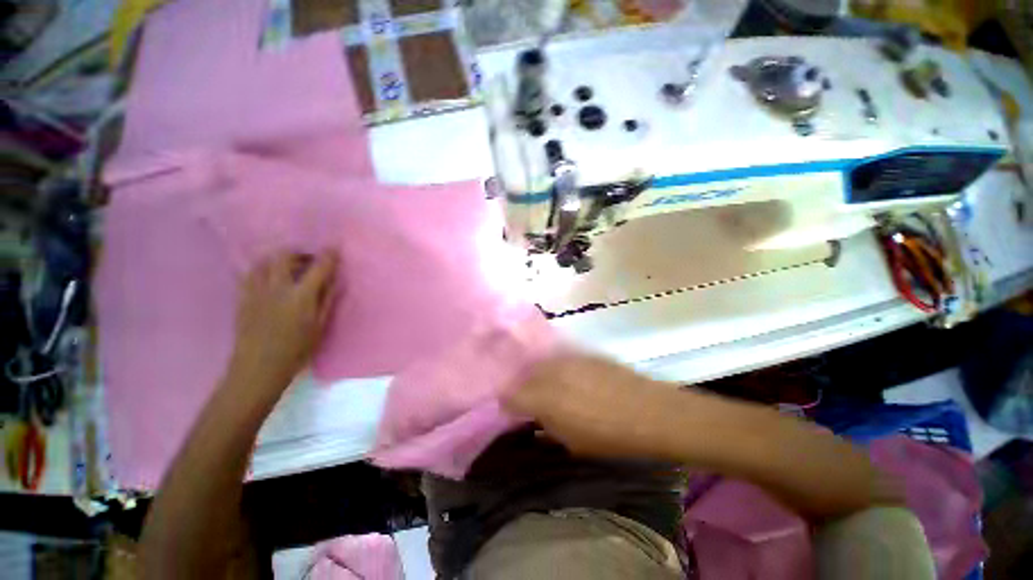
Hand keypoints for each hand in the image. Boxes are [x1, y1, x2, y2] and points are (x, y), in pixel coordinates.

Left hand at [228, 250, 338, 393]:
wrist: (258, 368)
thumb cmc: (297, 350)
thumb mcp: (320, 326)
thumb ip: (326, 299)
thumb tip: (333, 280)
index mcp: (301, 296)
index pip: (318, 267)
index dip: (328, 255)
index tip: (334, 248)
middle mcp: (277, 287)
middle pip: (285, 255)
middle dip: (300, 253)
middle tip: (309, 261)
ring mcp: (256, 290)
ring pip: (264, 260)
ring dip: (279, 259)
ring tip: (289, 268)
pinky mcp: (242, 297)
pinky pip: (250, 273)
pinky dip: (263, 269)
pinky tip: (270, 279)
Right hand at [503, 355, 666, 458]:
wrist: (648, 411)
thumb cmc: (609, 436)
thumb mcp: (571, 441)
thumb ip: (546, 425)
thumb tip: (533, 416)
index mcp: (544, 398)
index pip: (510, 395)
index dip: (506, 403)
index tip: (510, 410)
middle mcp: (550, 372)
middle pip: (523, 375)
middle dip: (521, 387)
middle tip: (528, 400)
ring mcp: (566, 358)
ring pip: (540, 363)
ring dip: (537, 375)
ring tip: (546, 387)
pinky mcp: (581, 352)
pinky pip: (559, 358)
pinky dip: (555, 368)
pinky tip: (566, 377)